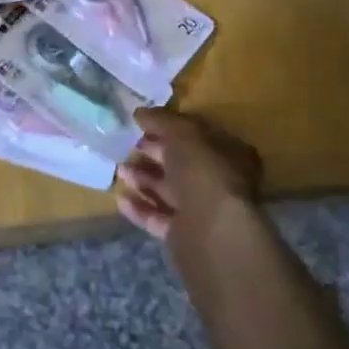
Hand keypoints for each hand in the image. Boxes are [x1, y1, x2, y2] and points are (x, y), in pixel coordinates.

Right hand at [116, 108, 261, 245]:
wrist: (211, 231)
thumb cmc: (203, 172)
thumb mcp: (182, 133)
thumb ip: (161, 120)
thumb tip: (140, 113)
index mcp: (229, 154)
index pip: (198, 136)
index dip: (170, 128)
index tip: (143, 124)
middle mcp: (220, 182)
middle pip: (182, 164)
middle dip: (154, 154)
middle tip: (127, 146)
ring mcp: (203, 211)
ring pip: (169, 191)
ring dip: (143, 179)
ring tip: (119, 170)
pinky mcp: (185, 236)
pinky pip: (158, 218)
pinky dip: (139, 208)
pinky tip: (120, 198)